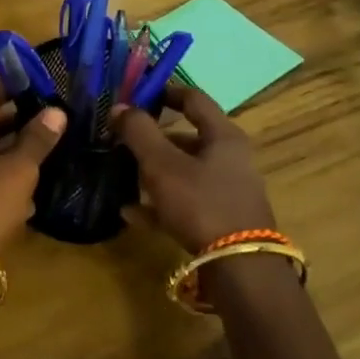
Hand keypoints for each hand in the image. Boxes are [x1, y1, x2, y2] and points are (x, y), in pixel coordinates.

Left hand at [0, 84, 66, 252]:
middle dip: (14, 121)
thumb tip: (56, 110)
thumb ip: (36, 140)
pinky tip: (29, 193)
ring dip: (11, 153)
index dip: (7, 88)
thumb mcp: (18, 170)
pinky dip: (3, 181)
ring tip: (46, 152)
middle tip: (48, 119)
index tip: (35, 86)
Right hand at [113, 85, 275, 251]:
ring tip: (123, 174)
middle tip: (123, 138)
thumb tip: (120, 107)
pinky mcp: (222, 220)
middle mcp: (231, 159)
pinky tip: (130, 213)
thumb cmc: (200, 202)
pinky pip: (185, 203)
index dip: (165, 91)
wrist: (239, 267)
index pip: (194, 99)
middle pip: (189, 138)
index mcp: (223, 136)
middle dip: (154, 138)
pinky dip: (159, 203)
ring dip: (154, 172)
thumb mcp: (162, 164)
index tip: (139, 92)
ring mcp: (228, 191)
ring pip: (185, 172)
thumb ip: (139, 132)